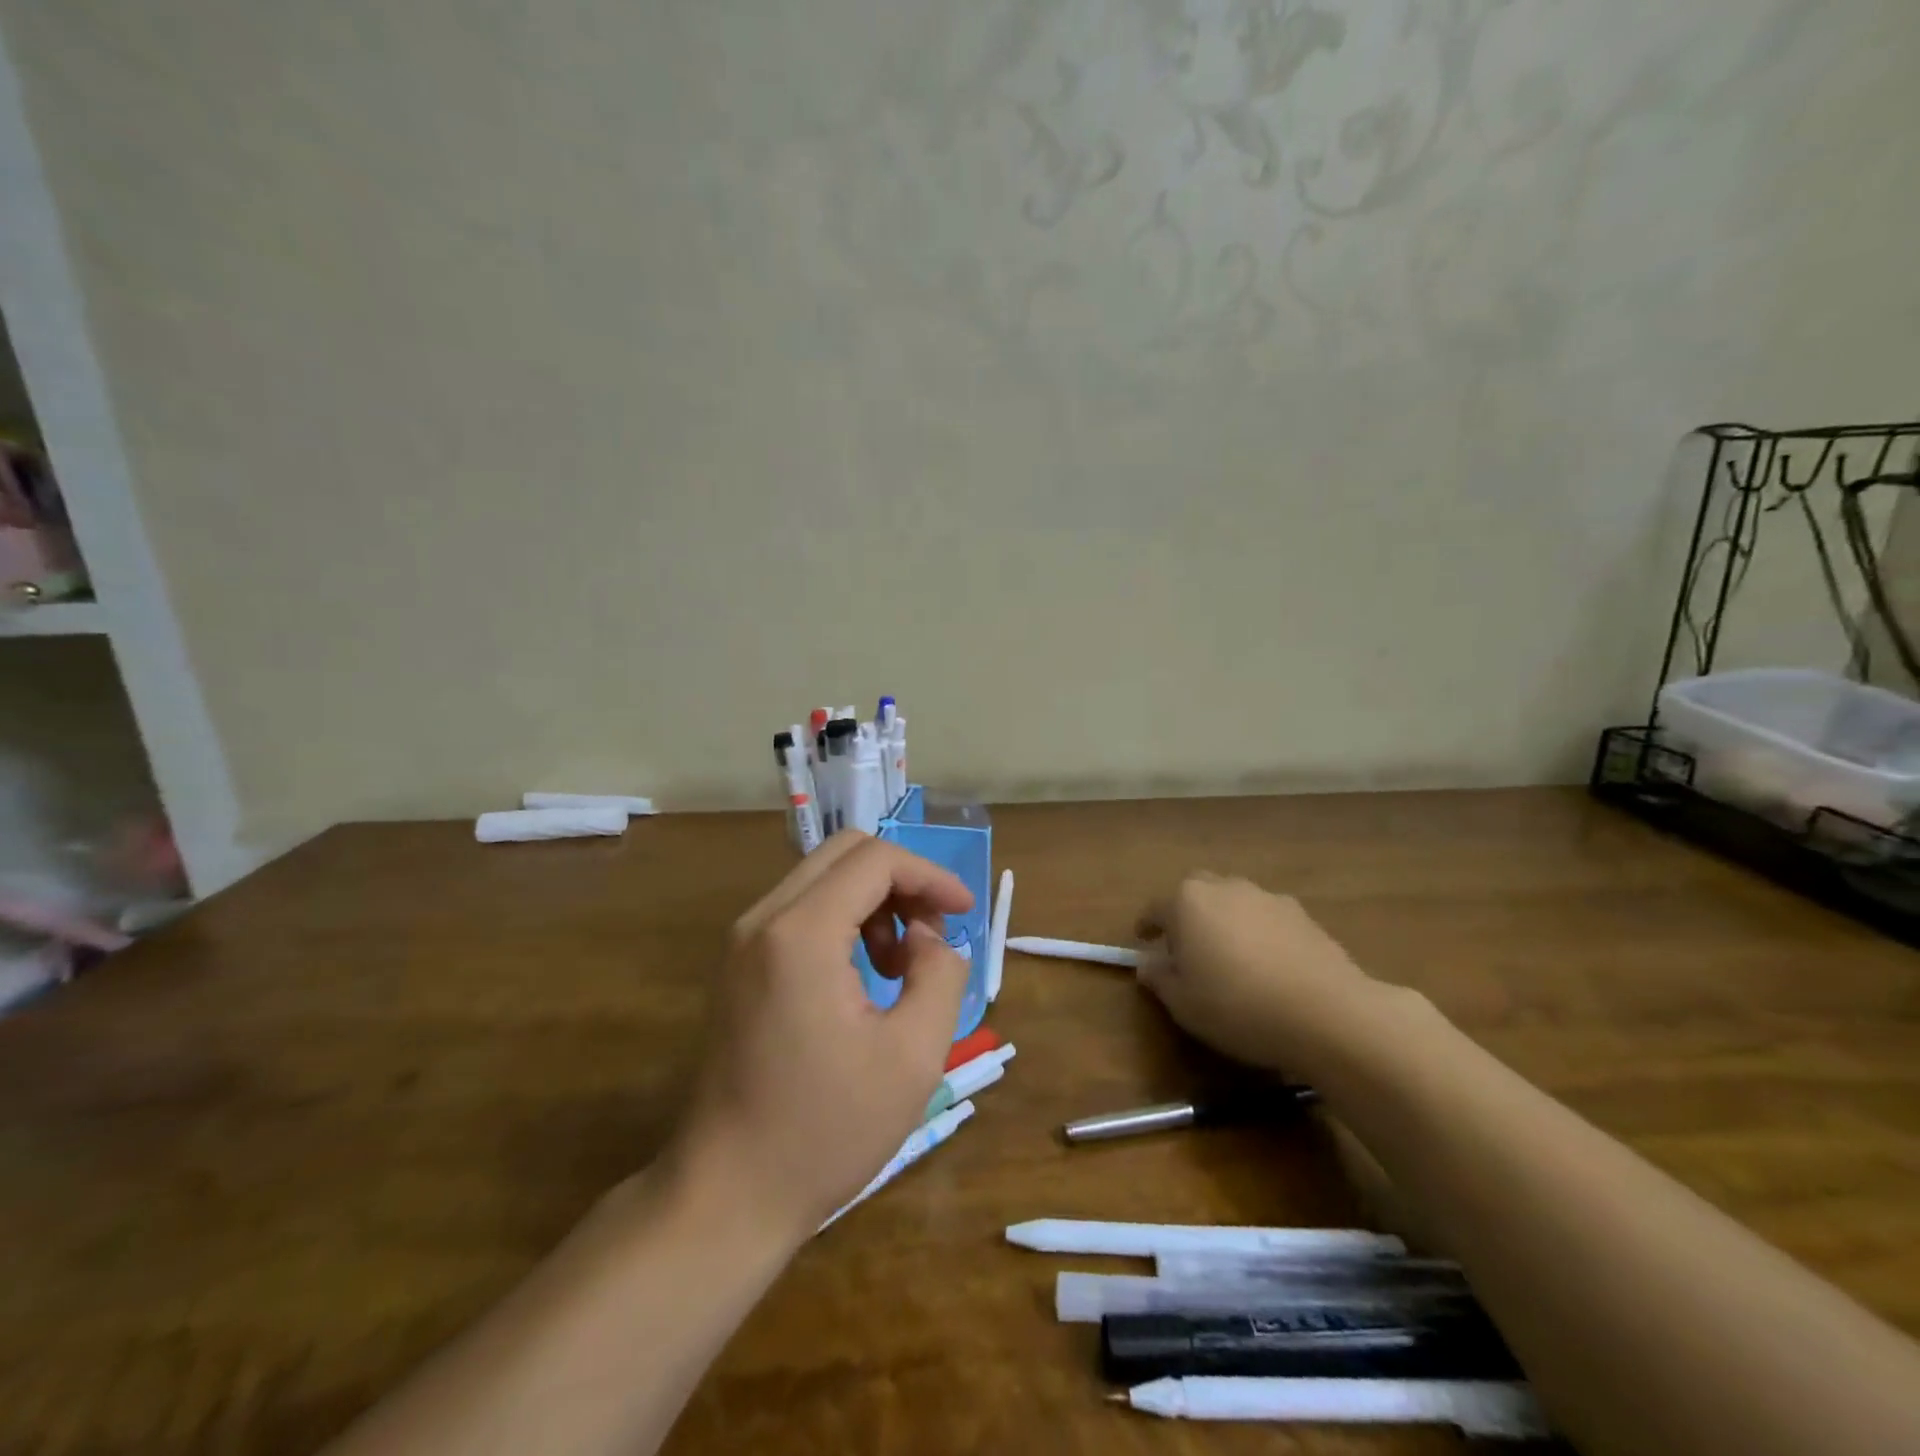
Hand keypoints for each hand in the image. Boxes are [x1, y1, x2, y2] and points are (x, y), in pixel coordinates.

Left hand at [666, 832, 974, 1243]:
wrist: (726, 1197)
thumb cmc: (826, 1131)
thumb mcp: (913, 1056)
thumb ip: (939, 974)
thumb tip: (928, 938)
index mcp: (801, 933)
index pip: (875, 859)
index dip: (930, 875)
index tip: (964, 912)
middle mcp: (763, 920)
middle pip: (845, 853)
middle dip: (901, 880)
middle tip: (932, 933)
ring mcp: (742, 942)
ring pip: (822, 879)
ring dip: (873, 902)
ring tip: (898, 968)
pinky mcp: (738, 966)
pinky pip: (800, 911)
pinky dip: (843, 921)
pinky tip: (862, 977)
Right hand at [1136, 873, 1380, 1070]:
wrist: (1327, 1013)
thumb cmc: (1237, 1005)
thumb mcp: (1183, 1003)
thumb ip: (1159, 979)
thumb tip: (1148, 964)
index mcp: (1187, 901)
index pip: (1155, 908)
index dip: (1147, 927)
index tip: (1144, 943)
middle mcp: (1225, 887)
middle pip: (1196, 894)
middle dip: (1188, 915)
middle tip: (1188, 949)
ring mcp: (1267, 897)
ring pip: (1234, 902)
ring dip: (1226, 922)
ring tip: (1231, 958)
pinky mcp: (1303, 915)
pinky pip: (1267, 919)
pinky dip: (1260, 934)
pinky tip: (1269, 966)